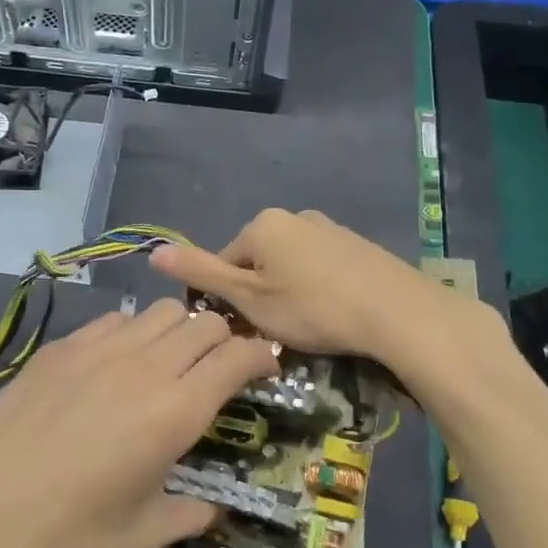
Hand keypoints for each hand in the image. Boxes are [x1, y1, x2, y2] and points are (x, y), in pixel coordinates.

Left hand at [0, 300, 278, 547]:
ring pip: (160, 311)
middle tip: (219, 368)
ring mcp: (98, 349)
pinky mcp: (61, 347)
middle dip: (224, 338)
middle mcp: (144, 366)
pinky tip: (116, 365)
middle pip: (203, 322)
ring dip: (179, 330)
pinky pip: (114, 320)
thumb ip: (189, 516)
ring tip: (168, 362)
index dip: (260, 356)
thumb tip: (213, 509)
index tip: (265, 368)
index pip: (236, 356)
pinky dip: (132, 332)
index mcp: (175, 412)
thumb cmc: (65, 536)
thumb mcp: (141, 537)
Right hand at [149, 209, 434, 359]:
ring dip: (287, 293)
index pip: (224, 263)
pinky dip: (317, 289)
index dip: (228, 300)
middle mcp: (292, 216)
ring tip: (307, 327)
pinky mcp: (355, 244)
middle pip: (256, 262)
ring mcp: (328, 227)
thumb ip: (201, 273)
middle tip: (276, 332)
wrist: (395, 311)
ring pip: (289, 266)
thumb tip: (153, 250)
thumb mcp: (248, 298)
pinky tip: (332, 314)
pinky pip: (319, 267)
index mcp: (261, 224)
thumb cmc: (311, 307)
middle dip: (259, 296)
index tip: (246, 328)